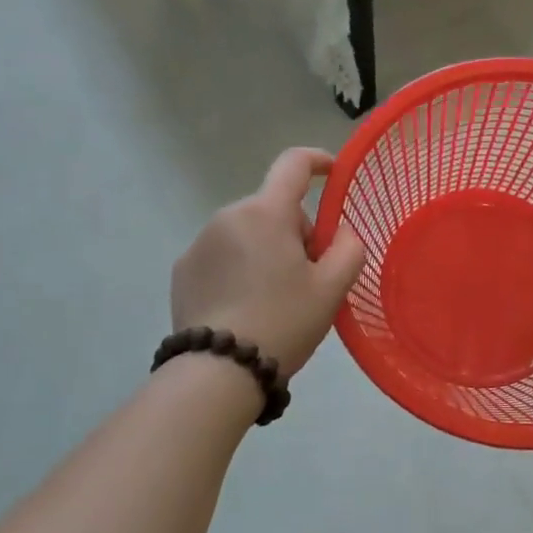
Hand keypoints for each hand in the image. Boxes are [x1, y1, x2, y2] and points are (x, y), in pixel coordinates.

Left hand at [169, 148, 366, 379]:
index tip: (332, 172)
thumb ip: (349, 247)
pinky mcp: (183, 270)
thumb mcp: (333, 288)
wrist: (218, 372)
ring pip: (248, 232)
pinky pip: (223, 254)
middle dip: (296, 232)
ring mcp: (200, 243)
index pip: (294, 164)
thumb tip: (340, 232)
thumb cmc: (284, 322)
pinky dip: (240, 268)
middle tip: (309, 276)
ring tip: (275, 298)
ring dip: (267, 250)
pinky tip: (245, 307)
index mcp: (266, 213)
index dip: (318, 160)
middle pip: (274, 208)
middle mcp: (228, 216)